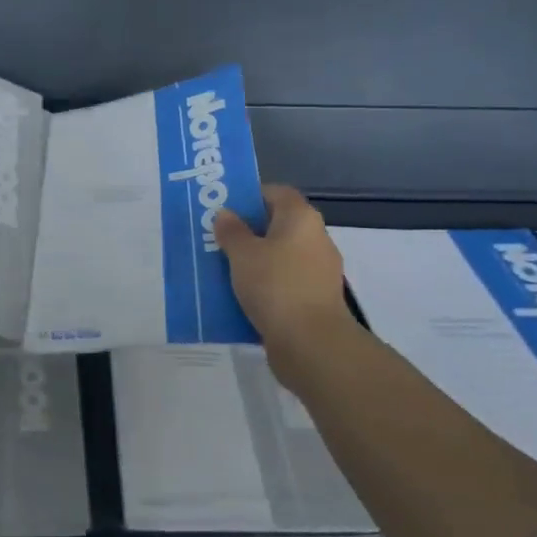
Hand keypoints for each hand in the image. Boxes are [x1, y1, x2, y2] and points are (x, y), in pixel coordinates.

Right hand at [214, 185, 358, 385]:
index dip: (251, 196)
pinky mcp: (315, 299)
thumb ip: (232, 231)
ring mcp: (318, 271)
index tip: (225, 209)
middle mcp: (315, 238)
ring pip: (280, 257)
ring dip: (256, 261)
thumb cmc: (275, 286)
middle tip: (217, 239)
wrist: (311, 343)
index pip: (277, 193)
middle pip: (278, 225)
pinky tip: (241, 297)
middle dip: (249, 231)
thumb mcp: (243, 254)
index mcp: (301, 218)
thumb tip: (226, 214)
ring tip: (224, 269)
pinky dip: (266, 286)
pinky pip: (284, 283)